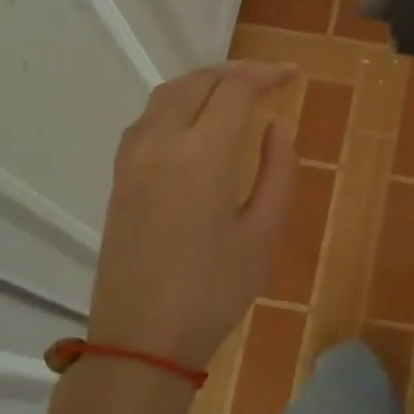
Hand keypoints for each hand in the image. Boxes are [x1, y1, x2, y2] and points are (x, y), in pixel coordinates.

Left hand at [84, 61, 298, 372]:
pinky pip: (149, 118)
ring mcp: (133, 158)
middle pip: (198, 82)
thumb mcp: (263, 234)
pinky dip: (179, 103)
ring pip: (168, 95)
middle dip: (236, 72)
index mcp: (202, 154)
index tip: (294, 75)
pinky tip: (198, 122)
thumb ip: (278, 171)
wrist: (141, 340)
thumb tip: (278, 126)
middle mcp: (161, 142)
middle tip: (270, 79)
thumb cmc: (214, 292)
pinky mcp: (120, 176)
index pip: (235, 89)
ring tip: (237, 92)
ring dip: (204, 83)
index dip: (267, 74)